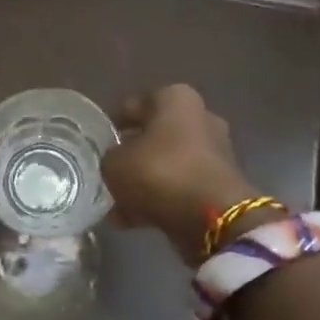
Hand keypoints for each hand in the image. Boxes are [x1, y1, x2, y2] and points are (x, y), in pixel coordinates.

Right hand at [102, 85, 257, 263]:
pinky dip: (159, 200)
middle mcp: (200, 118)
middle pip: (154, 135)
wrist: (214, 217)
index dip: (113, 124)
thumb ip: (110, 158)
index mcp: (175, 99)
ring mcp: (214, 152)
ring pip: (167, 164)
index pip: (134, 105)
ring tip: (116, 204)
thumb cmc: (160, 172)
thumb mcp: (114, 163)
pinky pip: (180, 188)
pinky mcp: (220, 184)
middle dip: (133, 154)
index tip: (99, 142)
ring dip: (144, 182)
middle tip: (109, 172)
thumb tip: (117, 163)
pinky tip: (131, 220)